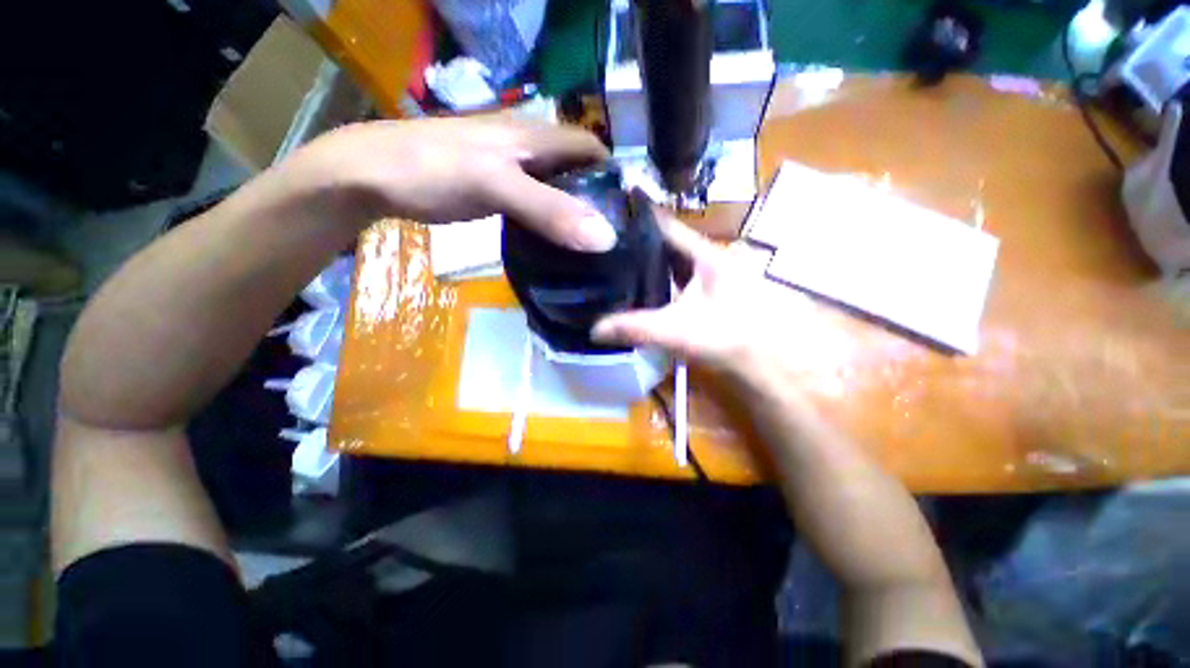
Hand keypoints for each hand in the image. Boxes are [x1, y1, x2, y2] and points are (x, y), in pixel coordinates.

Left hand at [295, 116, 616, 251]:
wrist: (372, 175)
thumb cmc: (434, 169)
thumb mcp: (496, 185)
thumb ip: (550, 210)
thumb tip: (606, 237)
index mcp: (536, 136)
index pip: (592, 150)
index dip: (616, 176)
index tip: (631, 215)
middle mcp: (530, 149)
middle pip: (578, 171)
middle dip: (600, 200)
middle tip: (615, 240)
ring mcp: (513, 171)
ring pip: (558, 189)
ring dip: (577, 213)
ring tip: (593, 249)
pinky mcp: (499, 191)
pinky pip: (538, 205)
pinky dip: (552, 222)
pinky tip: (556, 245)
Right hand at [591, 212, 798, 378]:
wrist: (774, 360)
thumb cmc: (731, 336)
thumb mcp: (679, 331)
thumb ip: (636, 328)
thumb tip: (593, 329)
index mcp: (702, 253)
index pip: (662, 223)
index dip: (634, 215)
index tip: (602, 211)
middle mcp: (705, 257)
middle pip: (662, 242)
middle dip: (631, 241)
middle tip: (596, 243)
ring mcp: (707, 276)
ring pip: (668, 263)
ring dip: (643, 263)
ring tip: (607, 263)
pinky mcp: (707, 295)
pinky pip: (674, 282)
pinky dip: (655, 283)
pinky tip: (636, 290)